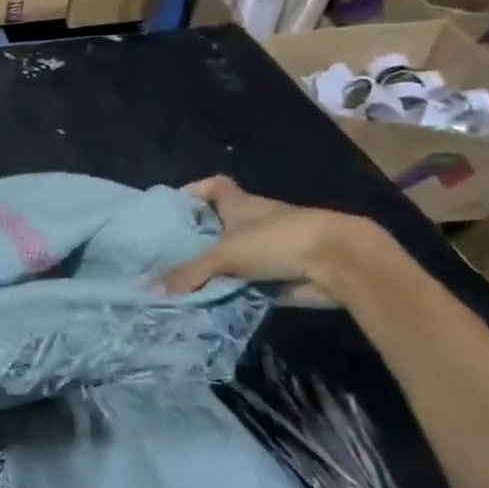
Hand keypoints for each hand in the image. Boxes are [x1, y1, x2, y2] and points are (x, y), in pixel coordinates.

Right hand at [156, 176, 376, 300]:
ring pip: (231, 256)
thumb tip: (149, 289)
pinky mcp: (278, 274)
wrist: (339, 263)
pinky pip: (245, 282)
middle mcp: (252, 222)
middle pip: (218, 224)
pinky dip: (229, 290)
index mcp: (239, 204)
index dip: (193, 192)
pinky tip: (205, 301)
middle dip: (194, 238)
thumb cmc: (278, 241)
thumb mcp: (224, 255)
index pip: (213, 186)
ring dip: (211, 269)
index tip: (172, 209)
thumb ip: (188, 273)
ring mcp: (267, 248)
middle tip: (162, 256)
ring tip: (177, 283)